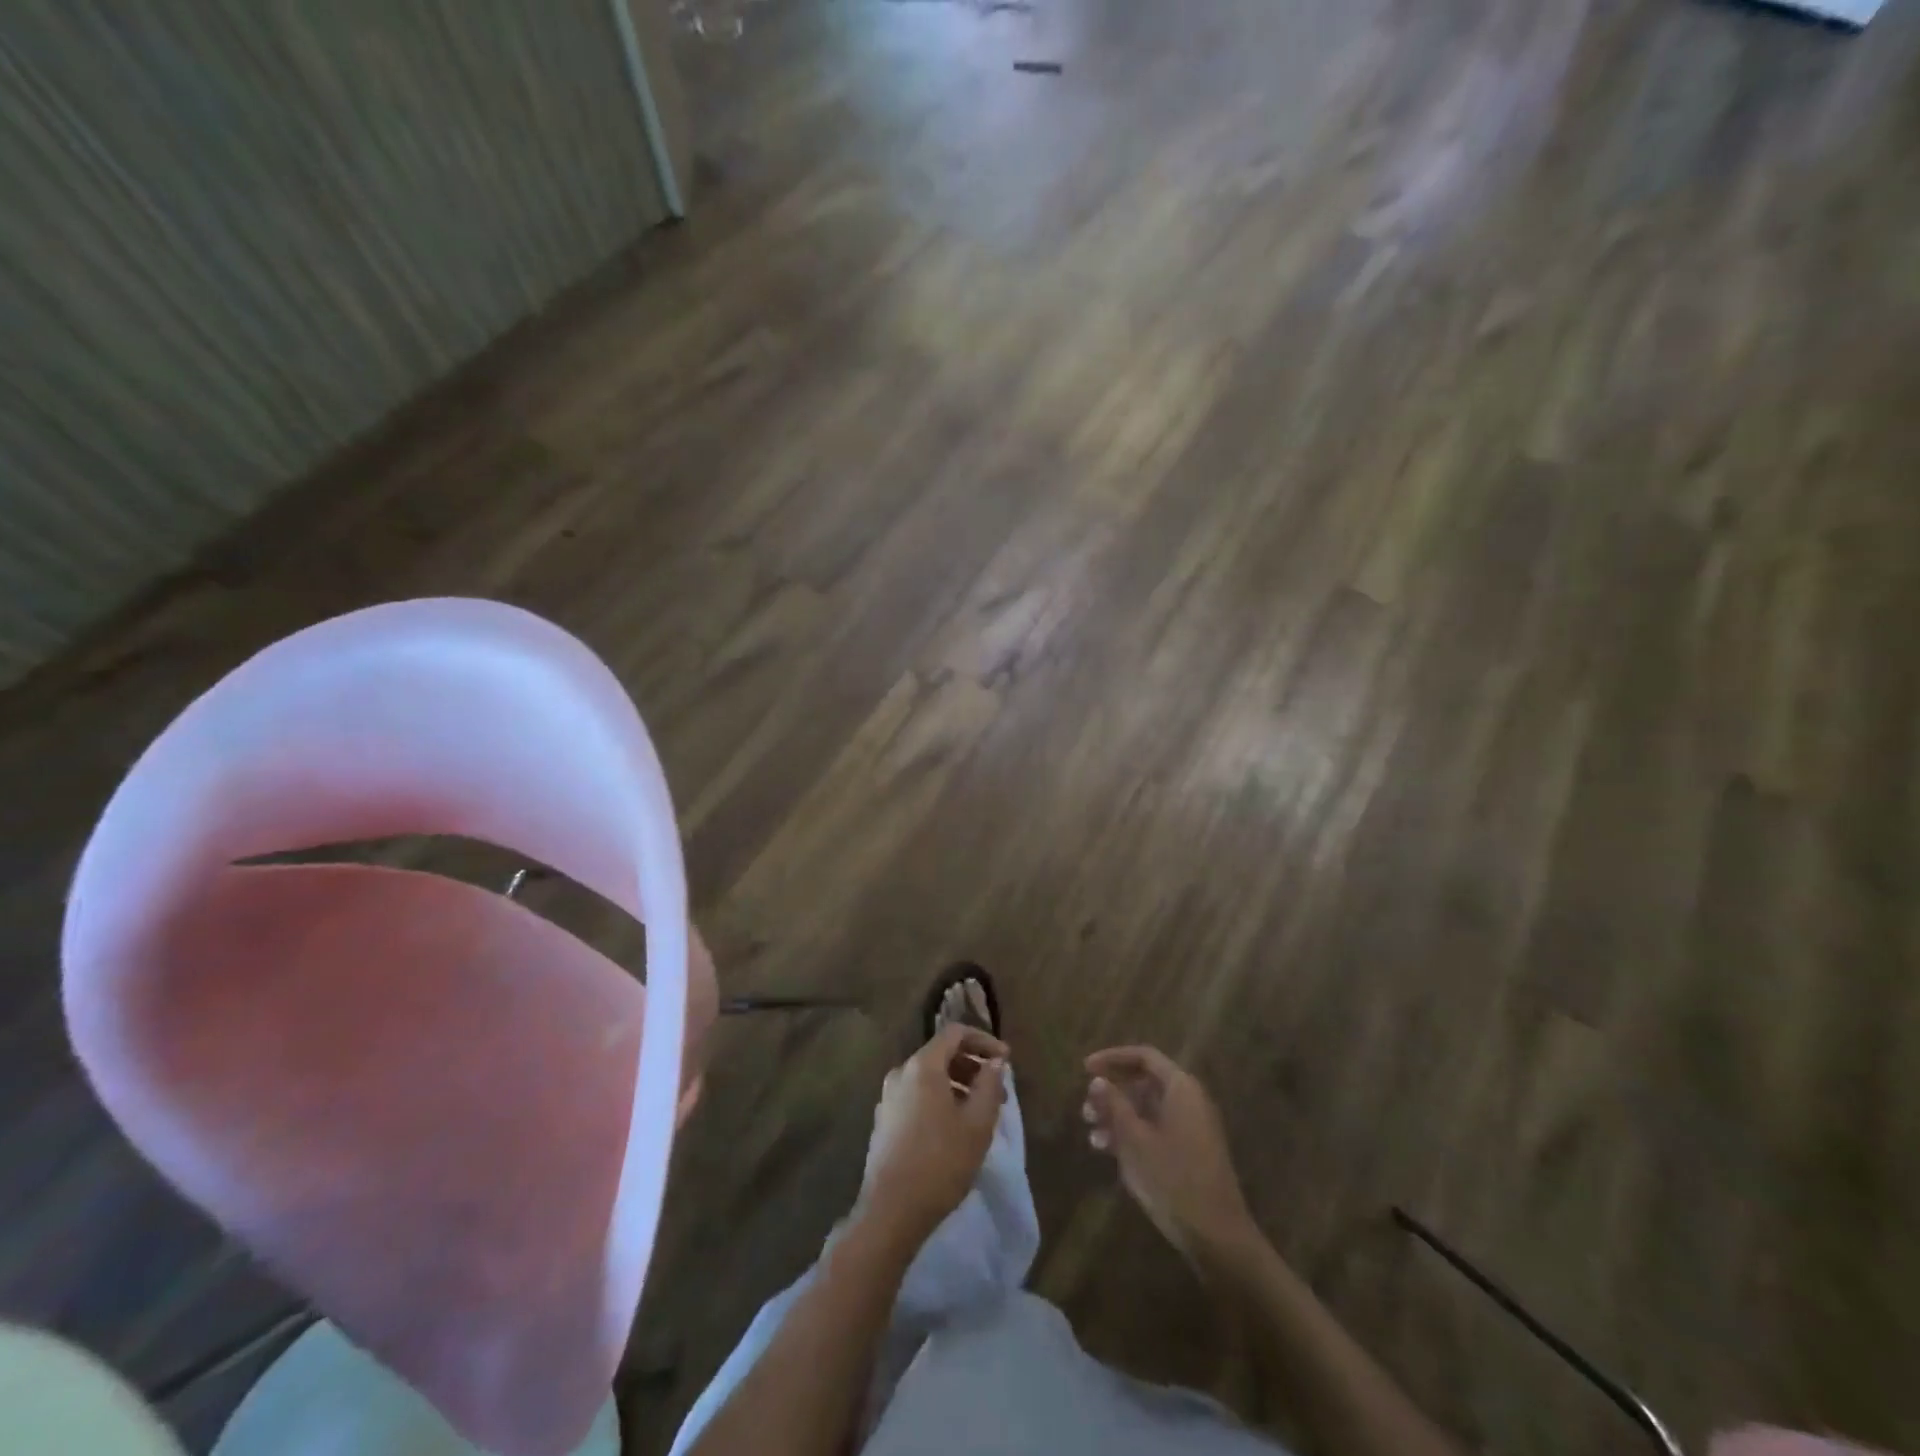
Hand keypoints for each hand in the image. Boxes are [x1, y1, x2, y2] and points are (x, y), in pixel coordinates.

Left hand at [860, 1023, 1008, 1243]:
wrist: (890, 1211)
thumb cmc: (941, 1162)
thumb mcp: (977, 1124)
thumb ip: (990, 1085)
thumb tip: (995, 1061)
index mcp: (922, 1066)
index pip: (955, 1033)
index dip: (984, 1040)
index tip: (1006, 1060)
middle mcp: (900, 1073)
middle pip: (941, 1054)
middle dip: (973, 1066)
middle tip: (998, 1091)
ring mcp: (888, 1097)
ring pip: (929, 1077)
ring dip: (958, 1085)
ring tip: (980, 1112)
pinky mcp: (884, 1121)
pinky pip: (917, 1096)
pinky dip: (939, 1099)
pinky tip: (954, 1129)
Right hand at [1084, 1046, 1255, 1262]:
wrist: (1216, 1236)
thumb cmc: (1172, 1178)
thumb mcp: (1134, 1139)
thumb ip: (1114, 1105)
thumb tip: (1098, 1080)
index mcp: (1181, 1088)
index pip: (1144, 1057)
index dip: (1112, 1058)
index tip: (1085, 1069)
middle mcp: (1189, 1100)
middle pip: (1145, 1083)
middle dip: (1112, 1093)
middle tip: (1086, 1108)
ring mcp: (1192, 1128)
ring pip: (1148, 1109)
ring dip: (1118, 1117)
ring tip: (1091, 1134)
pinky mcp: (1190, 1152)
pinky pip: (1156, 1129)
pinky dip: (1132, 1134)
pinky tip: (1107, 1151)